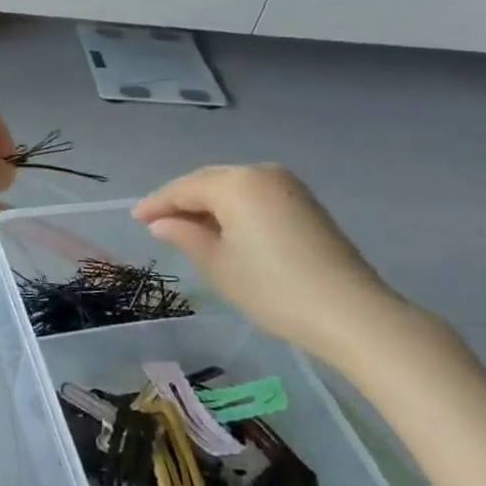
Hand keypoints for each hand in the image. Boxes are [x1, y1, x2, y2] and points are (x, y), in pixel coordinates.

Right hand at [134, 164, 423, 371]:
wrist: (350, 313)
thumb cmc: (272, 288)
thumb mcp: (217, 265)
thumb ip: (184, 236)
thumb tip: (160, 223)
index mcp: (236, 183)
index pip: (184, 188)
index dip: (157, 203)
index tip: (135, 218)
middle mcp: (261, 173)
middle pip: (209, 182)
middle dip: (181, 201)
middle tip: (155, 222)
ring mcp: (288, 186)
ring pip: (233, 188)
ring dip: (207, 205)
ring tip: (185, 228)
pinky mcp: (304, 203)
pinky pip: (254, 197)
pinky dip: (233, 210)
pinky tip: (222, 229)